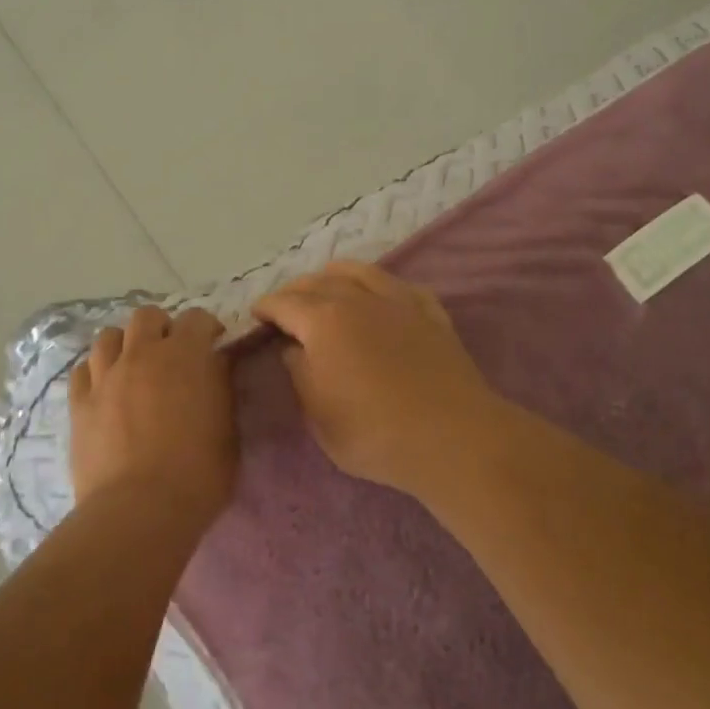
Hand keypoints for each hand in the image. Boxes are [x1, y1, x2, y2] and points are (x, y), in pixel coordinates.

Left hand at [69, 305, 235, 526]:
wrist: (139, 509)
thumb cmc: (197, 473)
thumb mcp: (227, 429)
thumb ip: (219, 390)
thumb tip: (213, 368)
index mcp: (185, 356)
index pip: (196, 318)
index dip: (206, 327)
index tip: (213, 342)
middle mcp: (142, 354)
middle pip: (146, 317)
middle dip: (161, 327)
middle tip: (170, 352)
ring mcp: (105, 377)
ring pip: (108, 337)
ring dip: (124, 344)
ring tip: (133, 366)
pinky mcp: (79, 404)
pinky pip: (82, 371)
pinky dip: (95, 372)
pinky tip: (104, 389)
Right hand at [252, 262, 498, 497]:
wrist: (453, 437)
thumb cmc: (374, 433)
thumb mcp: (318, 415)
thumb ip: (300, 373)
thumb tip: (295, 348)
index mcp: (323, 321)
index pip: (284, 303)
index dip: (265, 307)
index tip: (255, 314)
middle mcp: (357, 299)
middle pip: (318, 281)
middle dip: (295, 290)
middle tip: (285, 305)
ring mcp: (398, 301)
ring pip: (359, 271)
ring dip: (334, 275)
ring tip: (326, 284)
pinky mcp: (430, 312)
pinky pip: (398, 285)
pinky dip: (379, 284)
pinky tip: (379, 295)